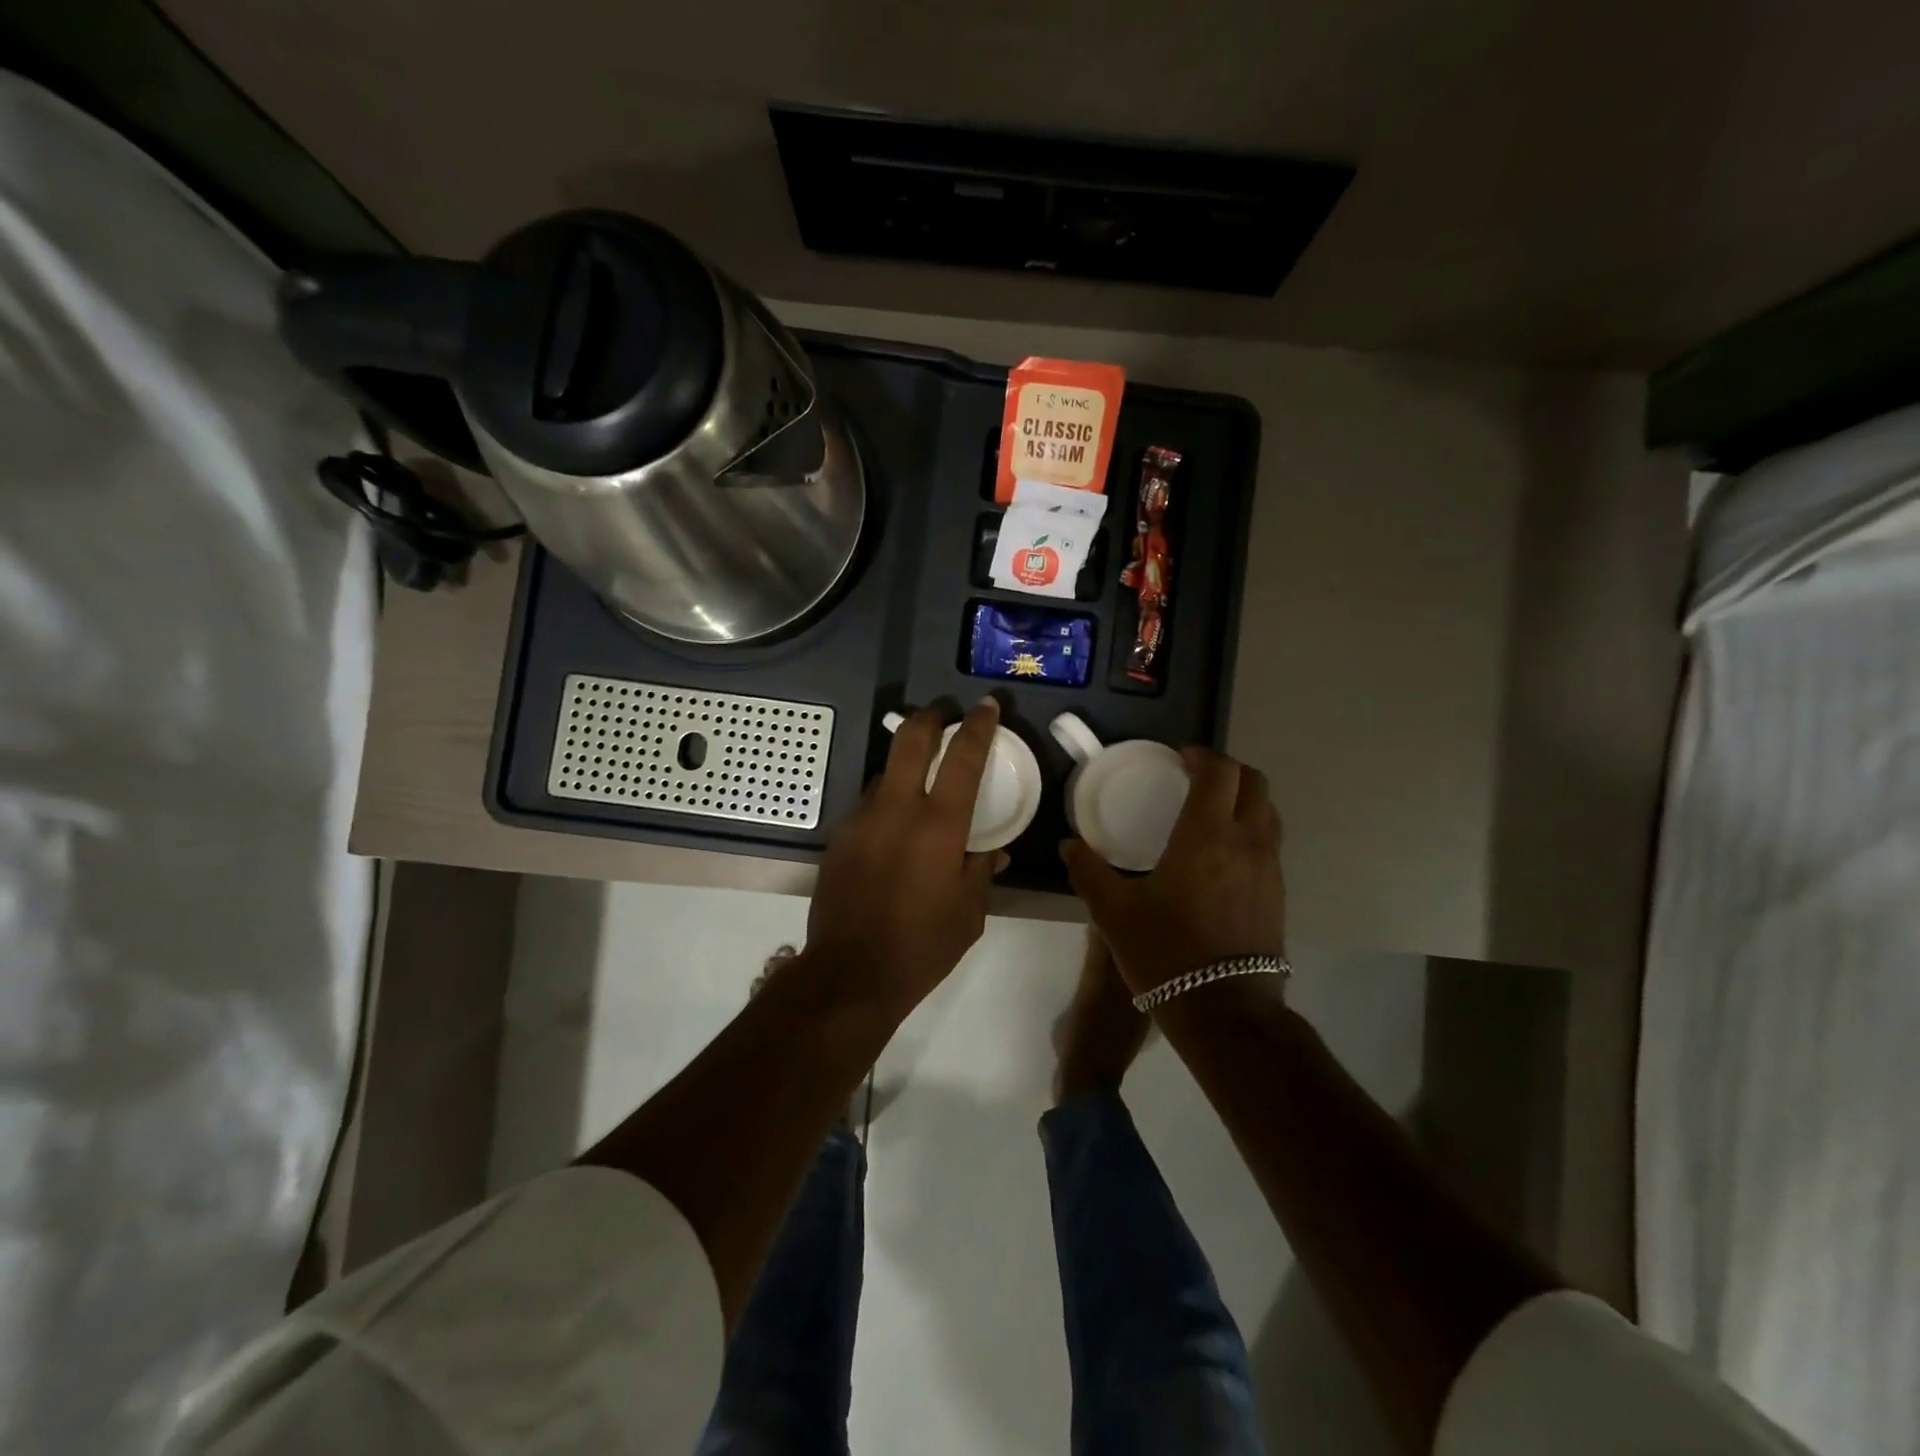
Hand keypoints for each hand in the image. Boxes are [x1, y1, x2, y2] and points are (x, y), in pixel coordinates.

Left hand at [804, 698, 1003, 1013]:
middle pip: (910, 739)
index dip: (977, 726)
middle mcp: (896, 810)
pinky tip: (895, 828)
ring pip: (886, 772)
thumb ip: (982, 871)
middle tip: (945, 713)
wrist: (849, 974)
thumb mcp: (969, 913)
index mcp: (938, 826)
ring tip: (922, 782)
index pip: (962, 758)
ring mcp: (861, 820)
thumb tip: (993, 850)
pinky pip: (869, 804)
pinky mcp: (839, 837)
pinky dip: (888, 801)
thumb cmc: (921, 946)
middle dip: (930, 716)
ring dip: (906, 764)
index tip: (986, 706)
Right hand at [1061, 747, 1285, 998]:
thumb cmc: (1166, 952)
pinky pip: (1269, 844)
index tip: (1180, 758)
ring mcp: (1269, 869)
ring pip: (1268, 813)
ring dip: (1243, 800)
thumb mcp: (1113, 912)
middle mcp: (1247, 842)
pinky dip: (1250, 831)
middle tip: (1198, 777)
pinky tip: (1222, 857)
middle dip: (1228, 771)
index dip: (1203, 756)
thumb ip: (1088, 872)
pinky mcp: (1278, 895)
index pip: (1220, 772)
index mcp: (1207, 835)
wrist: (1225, 1011)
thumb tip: (1069, 846)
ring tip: (1212, 813)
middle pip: (1255, 783)